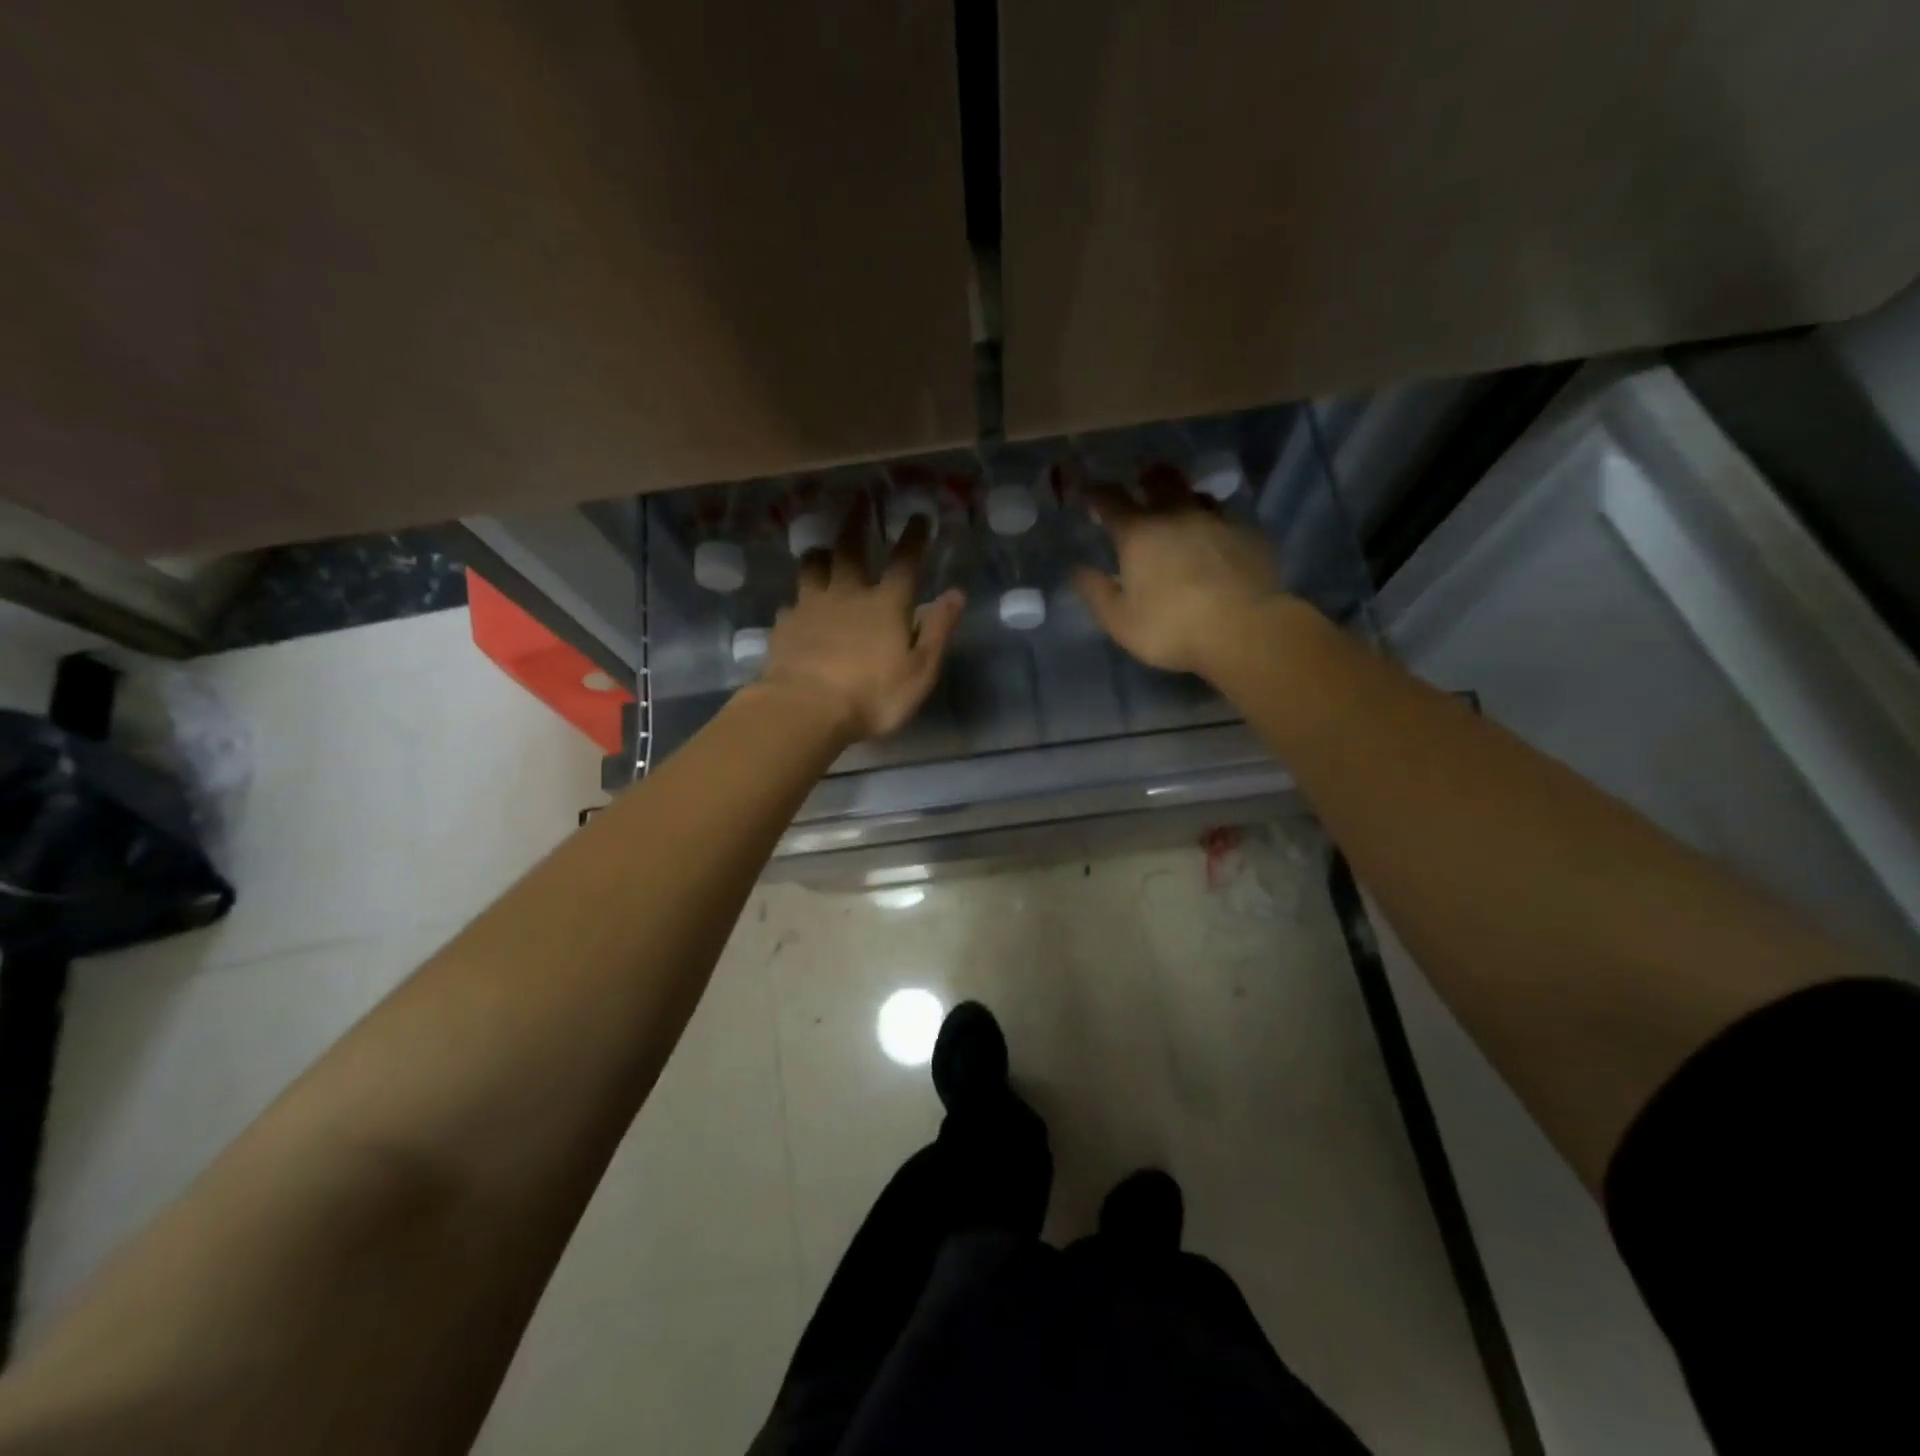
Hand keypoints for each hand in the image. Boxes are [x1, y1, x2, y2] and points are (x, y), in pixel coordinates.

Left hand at [755, 496, 963, 742]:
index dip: (914, 538)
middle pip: (850, 548)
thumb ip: (938, 630)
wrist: (806, 709)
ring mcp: (810, 607)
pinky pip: (791, 604)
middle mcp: (847, 594)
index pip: (905, 561)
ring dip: (820, 554)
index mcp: (886, 604)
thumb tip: (955, 594)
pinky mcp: (785, 626)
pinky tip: (796, 608)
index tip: (918, 517)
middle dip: (858, 521)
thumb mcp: (920, 670)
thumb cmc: (873, 695)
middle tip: (860, 498)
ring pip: (813, 567)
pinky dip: (797, 601)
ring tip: (822, 549)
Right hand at [1073, 464, 1286, 678]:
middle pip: (1161, 480)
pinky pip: (1228, 519)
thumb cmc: (1171, 627)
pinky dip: (1216, 525)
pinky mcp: (1250, 535)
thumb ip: (1097, 592)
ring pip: (1198, 495)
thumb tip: (1078, 570)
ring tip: (1183, 512)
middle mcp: (1177, 515)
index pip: (1111, 500)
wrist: (1243, 629)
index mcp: (1139, 533)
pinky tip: (1217, 542)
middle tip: (1143, 483)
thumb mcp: (1120, 620)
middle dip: (1148, 478)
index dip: (1096, 492)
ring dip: (1186, 498)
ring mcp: (1218, 521)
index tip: (1088, 491)